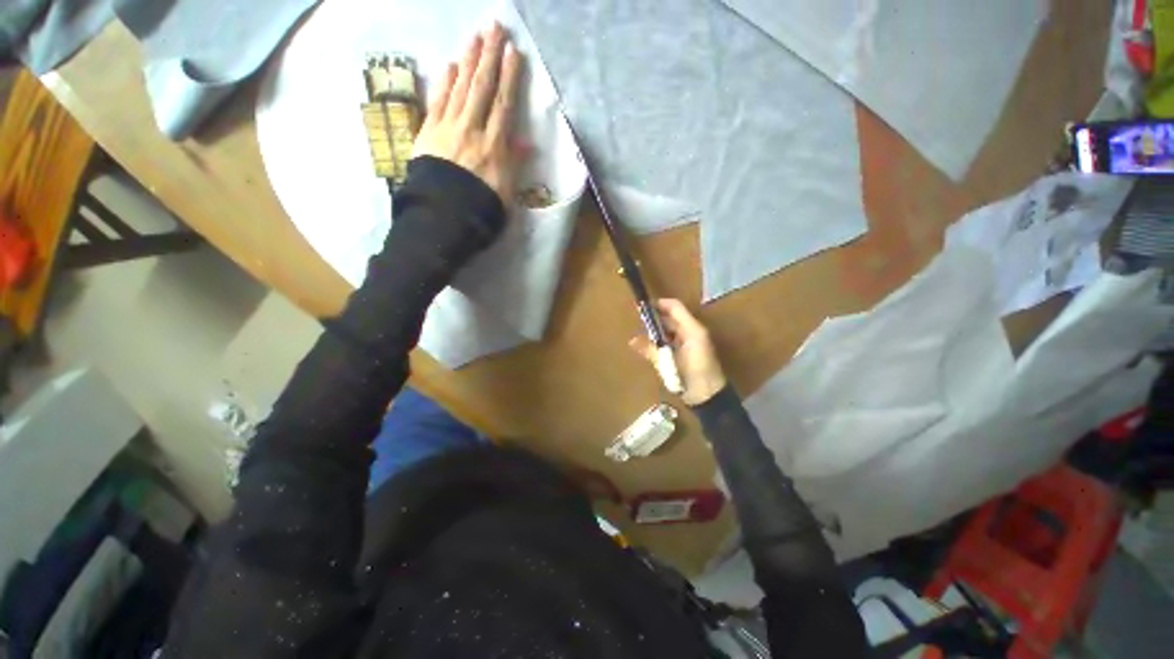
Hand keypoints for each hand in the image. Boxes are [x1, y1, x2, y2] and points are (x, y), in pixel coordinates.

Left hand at [413, 23, 523, 204]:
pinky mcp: (429, 131)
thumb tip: (526, 143)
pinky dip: (445, 82)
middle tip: (495, 27)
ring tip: (475, 37)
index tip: (514, 52)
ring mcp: (449, 127)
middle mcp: (473, 129)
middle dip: (490, 56)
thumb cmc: (481, 206)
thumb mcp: (506, 190)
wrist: (445, 214)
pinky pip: (439, 101)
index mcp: (495, 146)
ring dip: (469, 61)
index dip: (509, 77)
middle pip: (482, 88)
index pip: (504, 104)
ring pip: (461, 88)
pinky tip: (451, 65)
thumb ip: (514, 163)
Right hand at [629, 299, 727, 405]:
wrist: (709, 397)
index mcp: (692, 330)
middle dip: (655, 318)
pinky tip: (651, 345)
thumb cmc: (690, 377)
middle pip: (672, 317)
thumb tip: (632, 341)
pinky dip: (663, 339)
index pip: (674, 307)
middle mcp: (693, 331)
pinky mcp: (689, 350)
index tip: (642, 308)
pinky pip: (674, 338)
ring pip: (672, 328)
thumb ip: (651, 350)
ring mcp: (692, 341)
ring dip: (658, 329)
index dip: (658, 304)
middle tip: (638, 322)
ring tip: (642, 334)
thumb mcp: (668, 363)